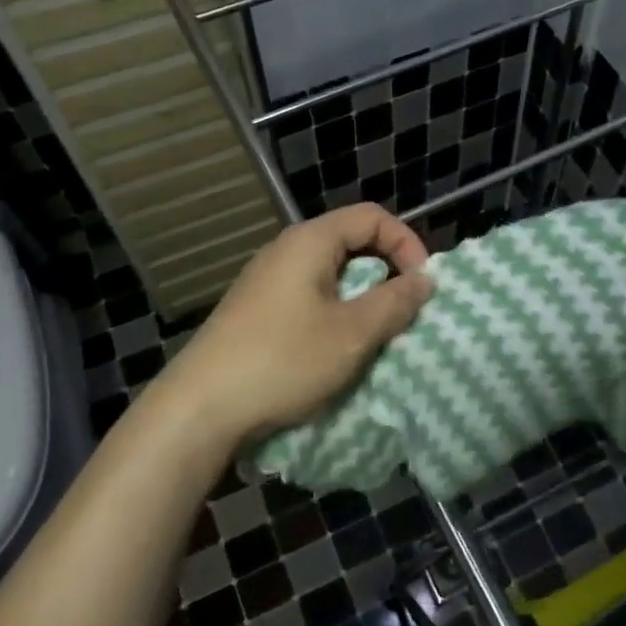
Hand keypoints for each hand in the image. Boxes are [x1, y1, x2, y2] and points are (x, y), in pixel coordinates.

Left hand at [146, 204, 433, 454]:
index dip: (406, 243)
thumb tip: (425, 279)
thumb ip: (395, 302)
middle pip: (351, 242)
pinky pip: (309, 298)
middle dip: (386, 273)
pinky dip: (335, 315)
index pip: (372, 217)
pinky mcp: (257, 311)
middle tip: (404, 312)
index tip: (422, 285)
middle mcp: (286, 251)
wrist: (200, 408)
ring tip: (375, 336)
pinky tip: (336, 350)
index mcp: (310, 241)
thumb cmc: (284, 360)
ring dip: (362, 299)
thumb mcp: (353, 333)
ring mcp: (267, 281)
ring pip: (331, 275)